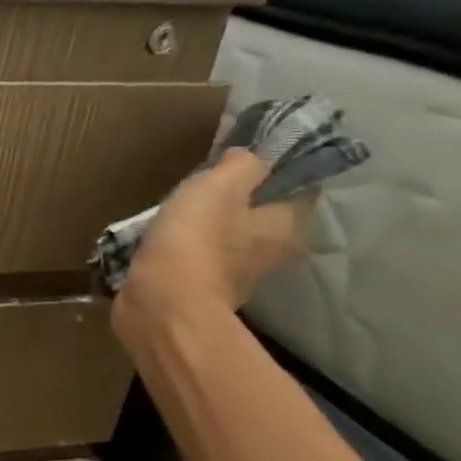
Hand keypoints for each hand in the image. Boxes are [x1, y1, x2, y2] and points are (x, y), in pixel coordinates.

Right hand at [114, 147, 311, 333]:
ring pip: (230, 239)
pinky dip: (188, 248)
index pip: (298, 188)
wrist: (162, 303)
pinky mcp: (202, 290)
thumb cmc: (196, 239)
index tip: (245, 160)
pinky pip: (200, 259)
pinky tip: (165, 239)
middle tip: (206, 184)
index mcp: (287, 226)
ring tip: (179, 210)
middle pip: (262, 216)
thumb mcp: (219, 185)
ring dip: (210, 226)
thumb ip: (242, 164)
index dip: (276, 170)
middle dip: (238, 201)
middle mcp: (272, 253)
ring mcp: (237, 276)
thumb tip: (248, 157)